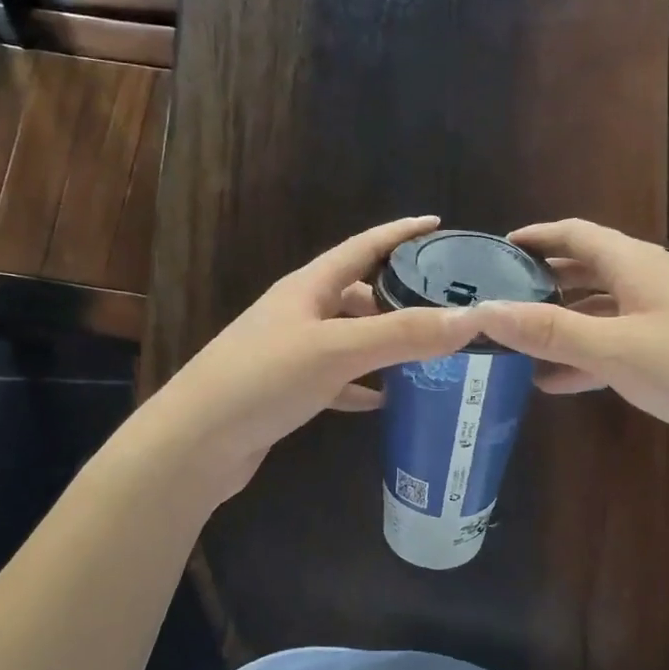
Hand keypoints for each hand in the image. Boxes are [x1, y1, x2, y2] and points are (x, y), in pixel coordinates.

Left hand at [140, 216, 481, 500]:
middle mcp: (298, 312)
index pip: (362, 246)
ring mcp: (290, 353)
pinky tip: (385, 399)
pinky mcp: (286, 391)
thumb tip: (473, 318)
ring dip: (384, 342)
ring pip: (349, 337)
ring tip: (428, 351)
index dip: (400, 233)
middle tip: (445, 304)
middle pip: (358, 293)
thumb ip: (404, 334)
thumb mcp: (337, 350)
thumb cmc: (263, 380)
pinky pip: (336, 379)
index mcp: (307, 287)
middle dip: (400, 295)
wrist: (195, 444)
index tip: (438, 224)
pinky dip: (362, 385)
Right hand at [471, 219, 668, 464]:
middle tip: (499, 302)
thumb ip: (549, 331)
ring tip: (518, 347)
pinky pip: (618, 340)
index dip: (534, 237)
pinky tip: (560, 381)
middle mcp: (648, 279)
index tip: (496, 250)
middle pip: (584, 270)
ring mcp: (665, 313)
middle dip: (541, 283)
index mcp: (633, 264)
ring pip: (599, 309)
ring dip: (561, 324)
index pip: (573, 234)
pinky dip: (587, 353)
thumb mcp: (616, 348)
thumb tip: (482, 311)